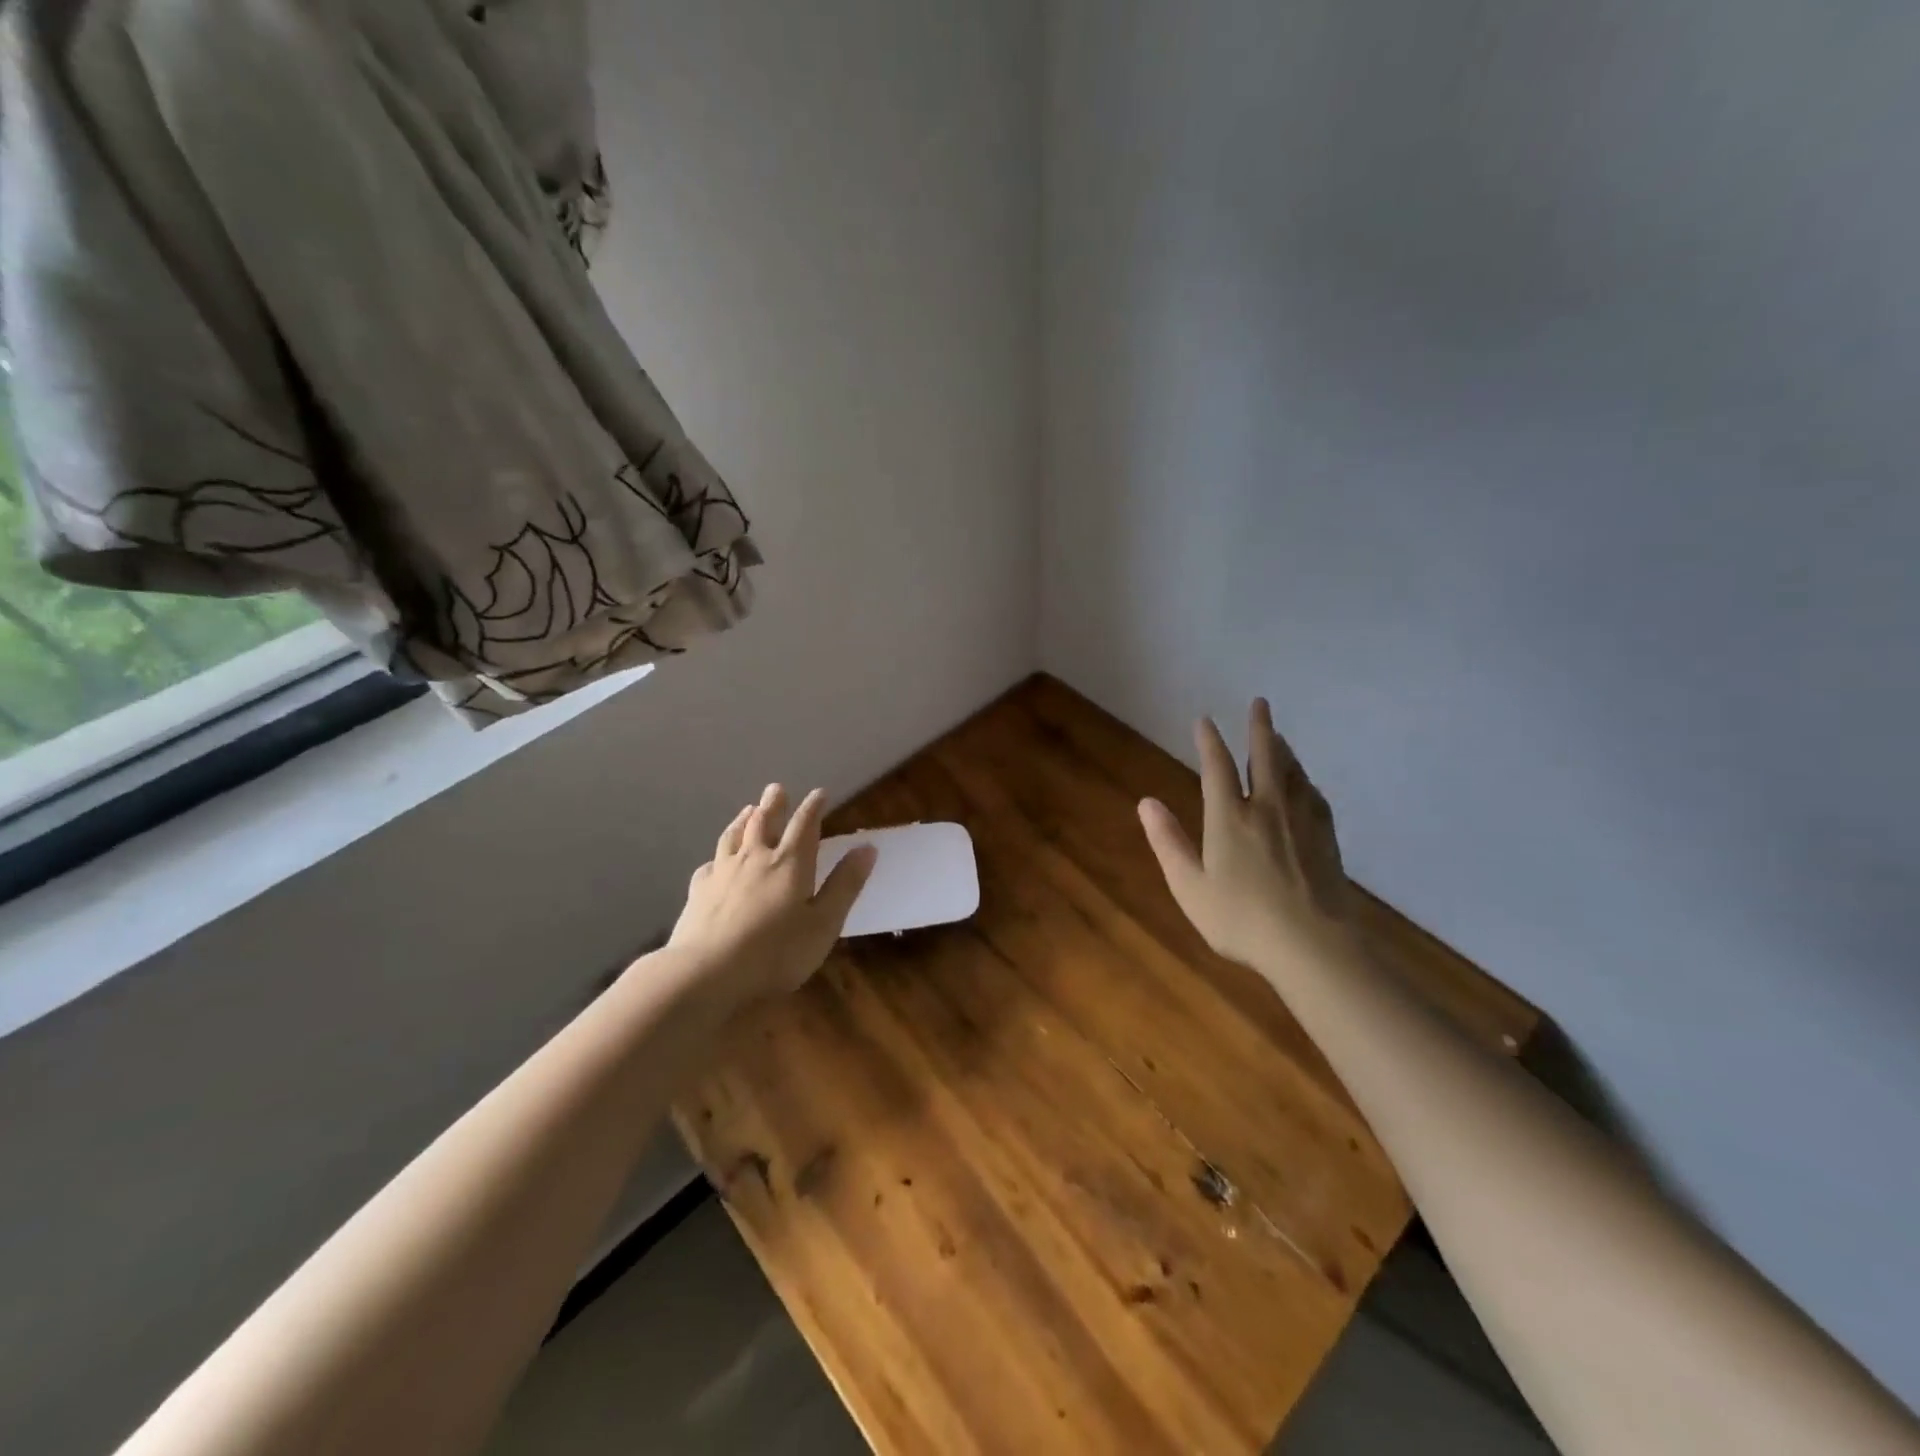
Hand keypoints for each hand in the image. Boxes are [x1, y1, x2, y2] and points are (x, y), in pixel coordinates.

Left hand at [669, 785, 877, 1003]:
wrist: (707, 973)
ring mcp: (723, 872)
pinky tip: (715, 861)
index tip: (819, 793)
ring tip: (748, 810)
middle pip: (764, 822)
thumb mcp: (824, 923)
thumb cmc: (776, 952)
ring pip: (734, 836)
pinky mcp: (699, 891)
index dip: (813, 807)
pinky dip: (717, 857)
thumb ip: (845, 884)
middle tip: (776, 788)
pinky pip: (709, 864)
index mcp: (790, 863)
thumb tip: (867, 848)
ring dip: (743, 820)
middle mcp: (755, 858)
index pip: (805, 825)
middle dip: (773, 804)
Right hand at [1138, 699, 1354, 973]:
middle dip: (1259, 728)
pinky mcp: (1326, 838)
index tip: (1205, 721)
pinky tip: (1305, 783)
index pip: (1217, 767)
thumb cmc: (1240, 919)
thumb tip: (1146, 802)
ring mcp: (1301, 822)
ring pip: (1292, 772)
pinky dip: (1304, 780)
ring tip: (1278, 736)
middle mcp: (1267, 808)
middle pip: (1264, 757)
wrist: (1312, 945)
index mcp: (1229, 818)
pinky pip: (1313, 796)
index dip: (1209, 741)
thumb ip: (1167, 841)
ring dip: (1283, 749)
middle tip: (1260, 702)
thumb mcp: (1189, 885)